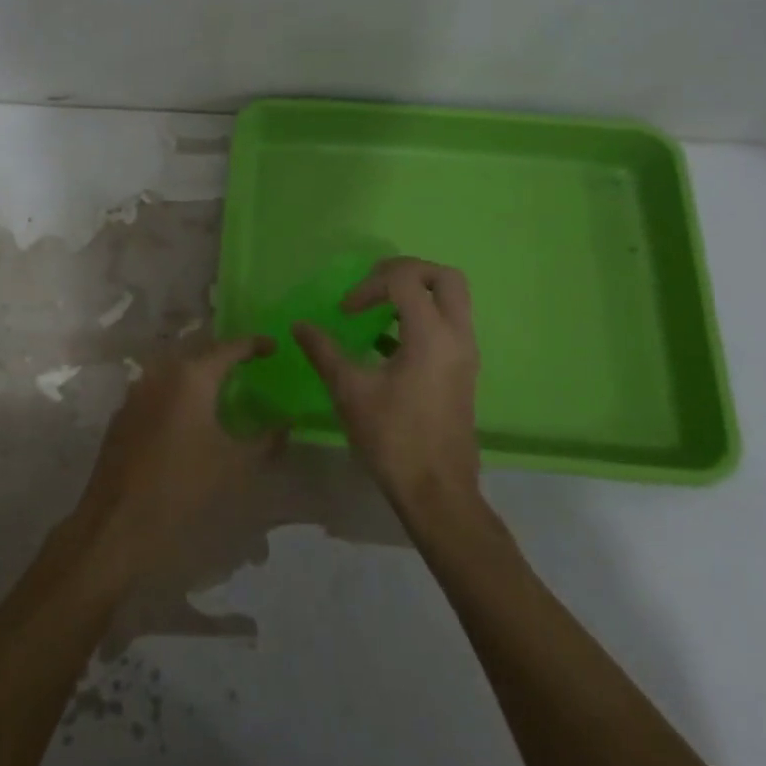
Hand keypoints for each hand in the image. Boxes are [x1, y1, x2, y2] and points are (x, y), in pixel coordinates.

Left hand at [72, 338, 277, 575]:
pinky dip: (177, 393)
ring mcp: (136, 392)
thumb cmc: (182, 488)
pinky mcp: (122, 414)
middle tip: (248, 363)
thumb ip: (266, 440)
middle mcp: (160, 373)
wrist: (117, 522)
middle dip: (223, 355)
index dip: (254, 344)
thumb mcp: (235, 466)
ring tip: (221, 387)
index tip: (274, 346)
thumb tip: (287, 423)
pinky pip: (156, 390)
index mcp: (191, 377)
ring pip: (173, 370)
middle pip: (198, 353)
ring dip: (198, 374)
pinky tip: (188, 415)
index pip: (229, 348)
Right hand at [293, 257, 481, 517]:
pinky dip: (421, 318)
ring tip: (377, 310)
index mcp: (432, 335)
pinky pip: (448, 325)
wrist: (437, 492)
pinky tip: (385, 343)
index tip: (346, 311)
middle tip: (374, 286)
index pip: (406, 280)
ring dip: (415, 295)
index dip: (370, 285)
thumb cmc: (393, 439)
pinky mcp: (463, 371)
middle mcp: (457, 336)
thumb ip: (324, 351)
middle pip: (445, 277)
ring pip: (452, 300)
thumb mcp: (349, 391)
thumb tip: (300, 326)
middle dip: (407, 272)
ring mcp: (465, 354)